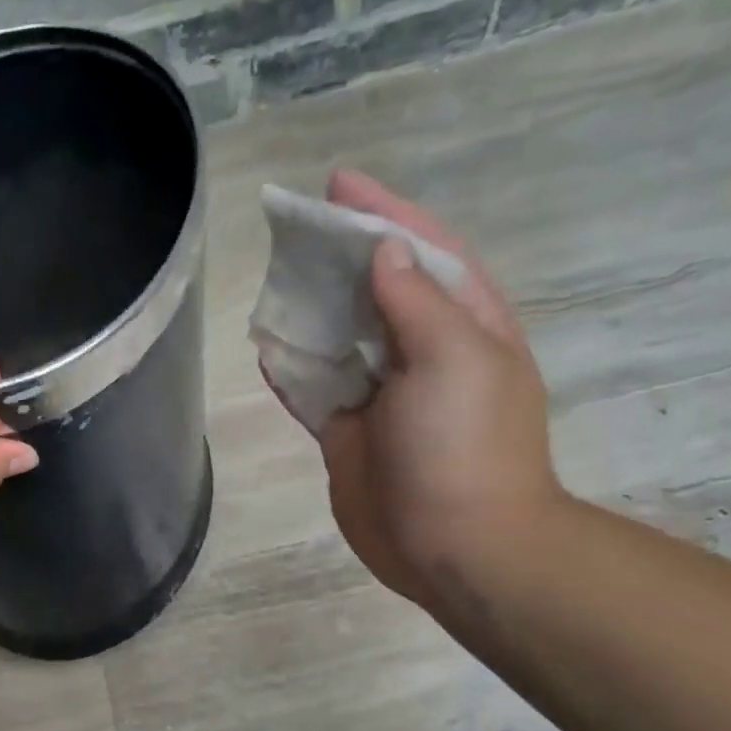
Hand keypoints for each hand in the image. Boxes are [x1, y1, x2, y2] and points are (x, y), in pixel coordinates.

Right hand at [306, 170, 563, 611]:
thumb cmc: (464, 445)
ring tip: (271, 285)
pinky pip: (314, 391)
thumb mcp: (454, 357)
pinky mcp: (350, 434)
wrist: (456, 546)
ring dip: (309, 313)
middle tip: (292, 233)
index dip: (383, 214)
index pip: (423, 251)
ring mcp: (383, 396)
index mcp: (464, 324)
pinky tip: (266, 351)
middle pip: (375, 290)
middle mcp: (423, 353)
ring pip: (339, 339)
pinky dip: (291, 372)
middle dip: (338, 259)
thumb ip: (415, 302)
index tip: (337, 184)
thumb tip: (383, 253)